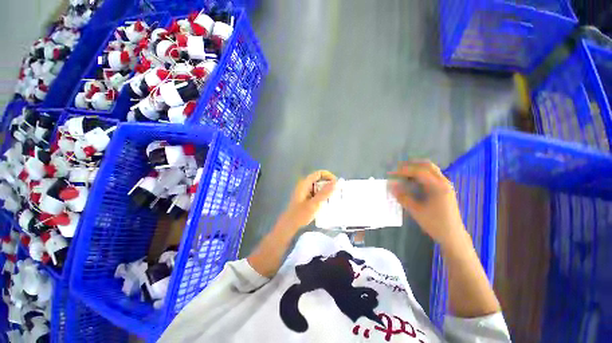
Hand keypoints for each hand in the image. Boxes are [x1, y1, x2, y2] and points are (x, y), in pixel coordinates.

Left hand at [278, 170, 336, 232]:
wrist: (289, 225)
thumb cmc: (301, 214)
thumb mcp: (314, 204)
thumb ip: (325, 193)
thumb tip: (336, 182)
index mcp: (305, 183)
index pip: (319, 174)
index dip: (329, 176)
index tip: (336, 184)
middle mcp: (305, 185)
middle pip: (319, 180)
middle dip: (329, 184)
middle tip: (338, 192)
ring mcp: (305, 192)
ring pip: (318, 187)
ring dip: (326, 191)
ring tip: (335, 198)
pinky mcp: (306, 198)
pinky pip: (317, 194)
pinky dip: (323, 196)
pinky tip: (328, 203)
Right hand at [389, 160, 466, 246]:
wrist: (452, 235)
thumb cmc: (435, 223)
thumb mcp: (416, 211)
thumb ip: (402, 197)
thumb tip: (391, 185)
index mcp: (438, 187)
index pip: (419, 171)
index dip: (403, 171)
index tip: (391, 173)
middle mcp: (443, 182)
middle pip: (427, 165)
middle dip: (410, 165)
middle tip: (397, 170)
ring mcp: (445, 185)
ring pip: (430, 169)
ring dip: (415, 169)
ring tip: (402, 174)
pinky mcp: (444, 189)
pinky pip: (431, 175)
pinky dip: (420, 174)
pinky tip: (412, 181)